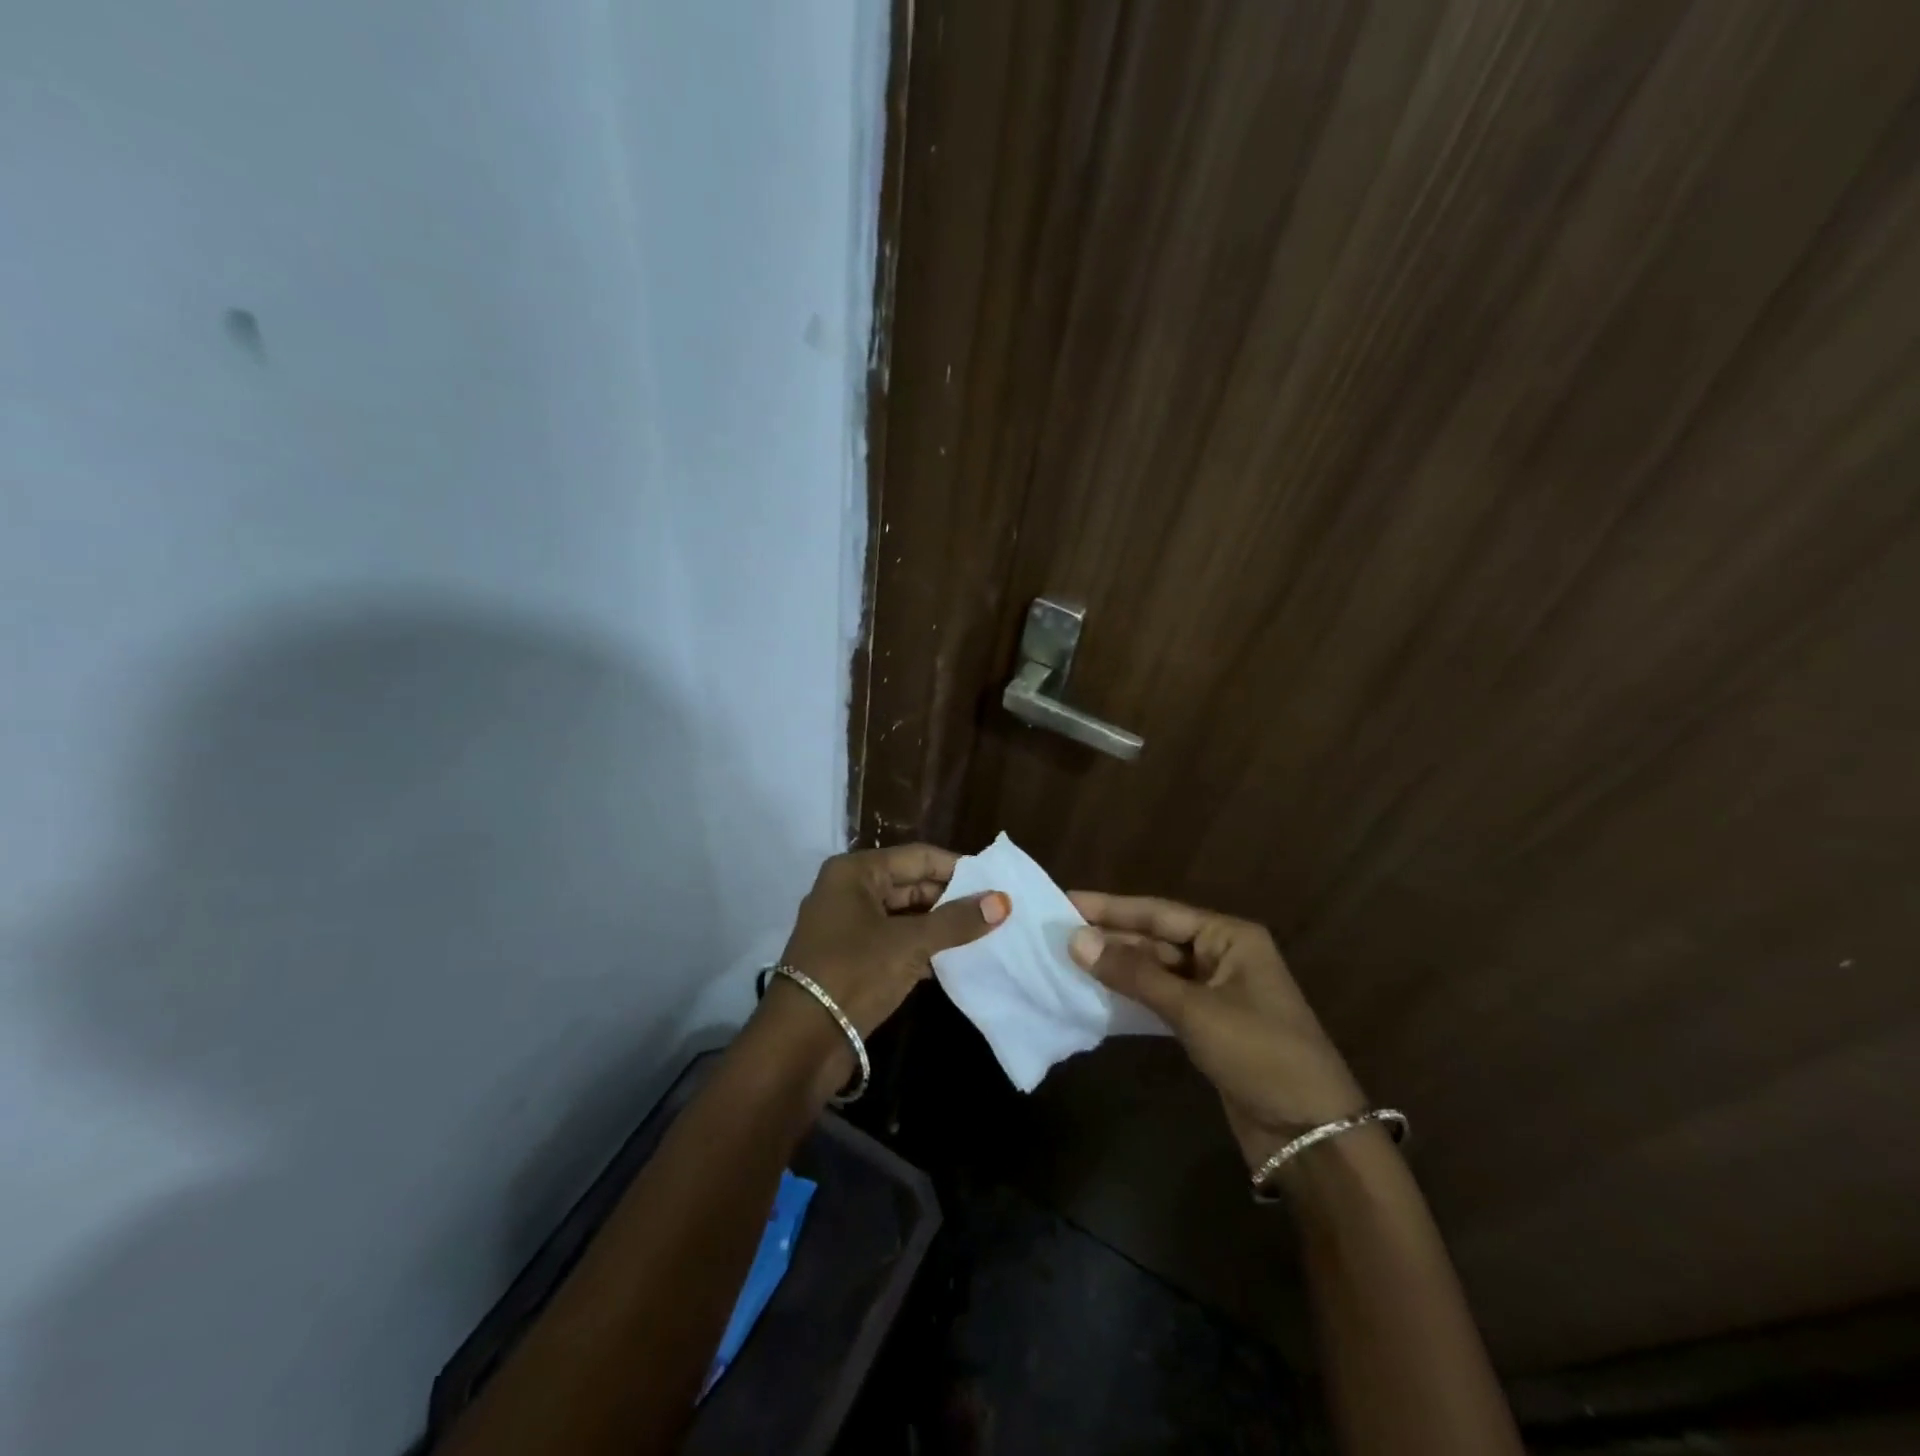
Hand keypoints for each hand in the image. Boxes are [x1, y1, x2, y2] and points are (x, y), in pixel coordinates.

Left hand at [754, 845, 1008, 1097]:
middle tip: (995, 910)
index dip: (958, 868)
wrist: (800, 1042)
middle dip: (951, 899)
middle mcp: (848, 890)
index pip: (918, 857)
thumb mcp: (910, 944)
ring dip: (939, 926)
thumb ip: (957, 921)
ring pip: (904, 915)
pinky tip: (954, 960)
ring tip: (984, 934)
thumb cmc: (854, 974)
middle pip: (910, 884)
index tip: (996, 882)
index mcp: (856, 872)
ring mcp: (847, 926)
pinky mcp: (850, 958)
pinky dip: (921, 948)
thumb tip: (1003, 900)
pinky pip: (894, 941)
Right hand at [1067, 892, 1364, 1169]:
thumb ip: (1134, 974)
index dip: (1111, 908)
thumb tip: (1076, 940)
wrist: (1312, 1135)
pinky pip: (1162, 999)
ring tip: (1068, 958)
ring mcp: (1216, 992)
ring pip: (1157, 969)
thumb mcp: (1194, 1010)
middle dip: (1111, 937)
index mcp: (1230, 937)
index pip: (1159, 913)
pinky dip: (1133, 995)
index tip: (1066, 901)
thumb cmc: (1260, 1054)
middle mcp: (1223, 956)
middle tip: (1057, 932)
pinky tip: (1099, 993)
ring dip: (1118, 966)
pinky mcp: (1209, 1025)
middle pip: (1157, 939)